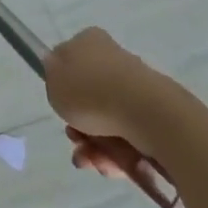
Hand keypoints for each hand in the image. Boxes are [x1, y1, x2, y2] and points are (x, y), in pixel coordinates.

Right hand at [44, 27, 190, 167]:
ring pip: (107, 122)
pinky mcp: (154, 114)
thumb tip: (59, 69)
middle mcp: (114, 59)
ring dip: (95, 147)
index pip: (70, 62)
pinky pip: (128, 137)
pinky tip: (111, 165)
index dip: (62, 89)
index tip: (61, 108)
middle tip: (75, 140)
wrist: (145, 113)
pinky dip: (118, 154)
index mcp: (89, 42)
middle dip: (79, 127)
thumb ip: (52, 74)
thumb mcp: (53, 78)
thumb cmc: (90, 91)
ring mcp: (136, 88)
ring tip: (92, 162)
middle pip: (89, 98)